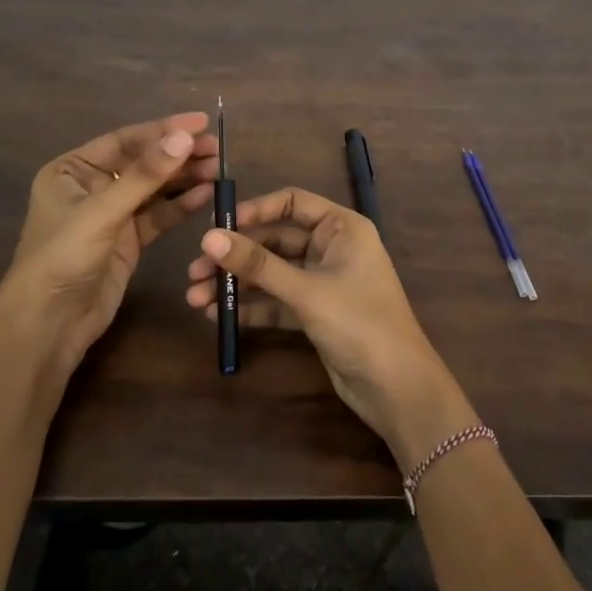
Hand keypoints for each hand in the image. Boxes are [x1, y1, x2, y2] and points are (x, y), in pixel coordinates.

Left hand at [0, 113, 218, 386]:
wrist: (49, 325)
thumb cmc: (63, 258)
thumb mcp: (102, 212)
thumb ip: (145, 176)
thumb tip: (184, 137)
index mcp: (72, 170)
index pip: (124, 141)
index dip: (163, 130)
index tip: (201, 122)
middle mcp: (92, 187)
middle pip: (143, 163)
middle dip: (178, 154)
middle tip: (216, 147)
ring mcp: (112, 215)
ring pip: (154, 189)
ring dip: (184, 178)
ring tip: (218, 168)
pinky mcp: (128, 241)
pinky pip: (159, 215)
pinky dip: (181, 205)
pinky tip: (206, 194)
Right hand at [184, 187, 475, 468]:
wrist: (396, 387)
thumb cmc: (359, 323)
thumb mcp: (306, 291)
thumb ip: (258, 265)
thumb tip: (208, 237)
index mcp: (342, 228)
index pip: (292, 202)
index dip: (255, 211)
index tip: (217, 226)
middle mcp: (333, 247)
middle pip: (276, 241)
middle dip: (237, 257)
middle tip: (195, 272)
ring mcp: (324, 281)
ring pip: (273, 273)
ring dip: (238, 284)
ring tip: (196, 298)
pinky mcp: (317, 312)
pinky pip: (278, 301)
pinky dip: (252, 307)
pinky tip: (219, 316)